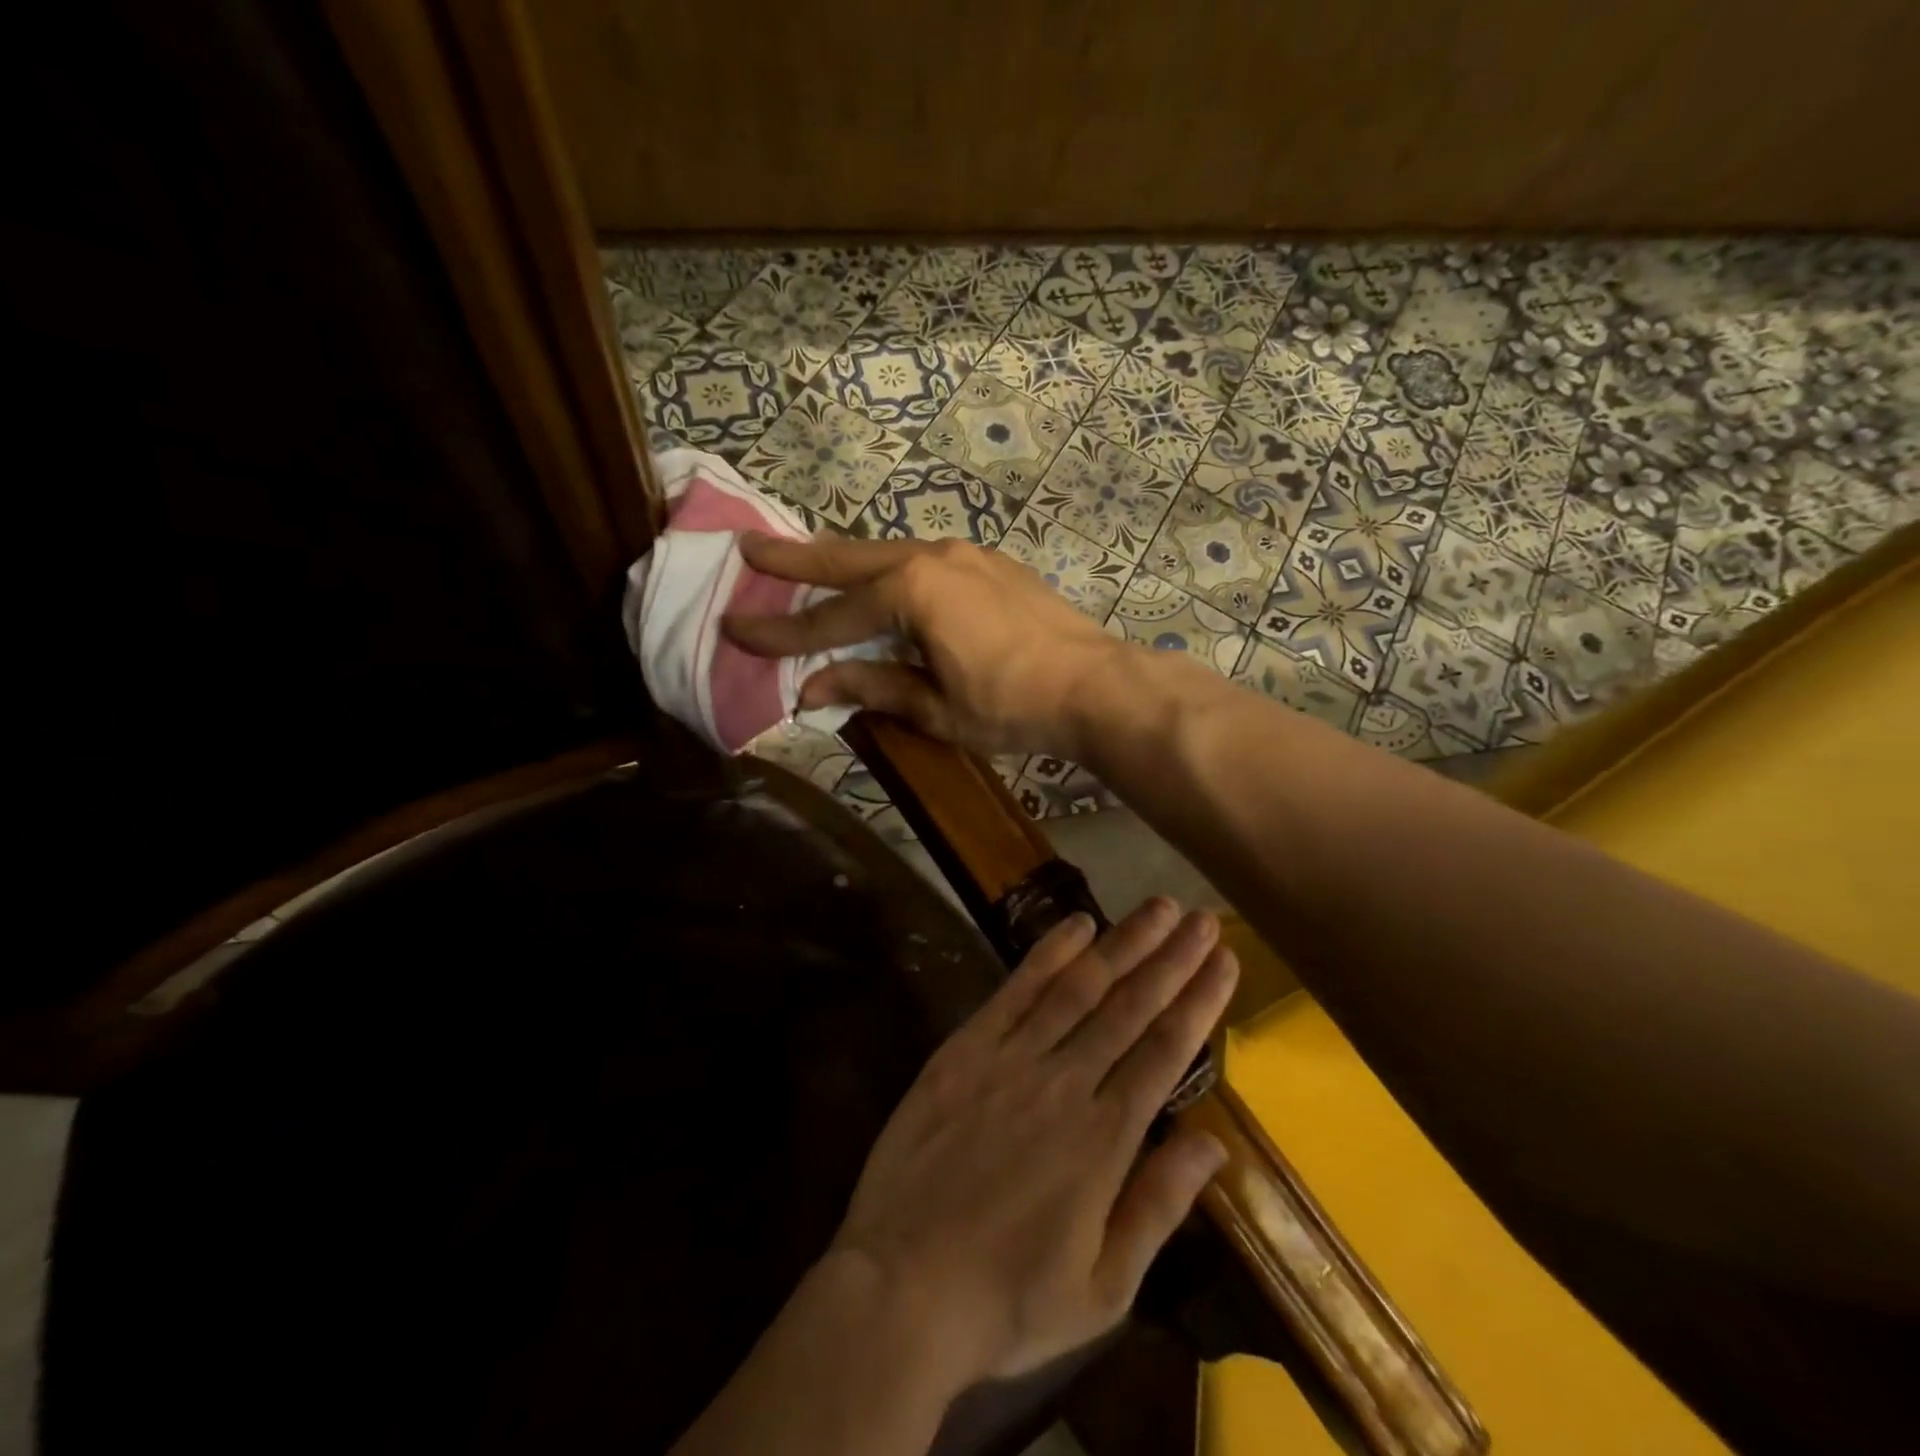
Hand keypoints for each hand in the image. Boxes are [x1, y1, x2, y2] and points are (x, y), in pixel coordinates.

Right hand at [721, 532, 1125, 756]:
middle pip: (850, 560)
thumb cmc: (1013, 705)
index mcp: (912, 591)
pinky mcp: (990, 564)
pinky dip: (888, 568)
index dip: (782, 633)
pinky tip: (880, 578)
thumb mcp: (937, 707)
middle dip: (797, 561)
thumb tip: (813, 687)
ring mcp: (966, 554)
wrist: (1097, 685)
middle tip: (750, 549)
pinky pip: (922, 559)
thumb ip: (874, 687)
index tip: (733, 628)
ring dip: (844, 559)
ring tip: (805, 559)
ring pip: (888, 552)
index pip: (831, 618)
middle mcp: (932, 557)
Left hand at [828, 899, 1237, 1384]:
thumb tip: (1213, 1143)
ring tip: (1158, 907)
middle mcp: (1065, 1083)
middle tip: (1203, 917)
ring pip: (1079, 987)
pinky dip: (1048, 954)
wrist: (902, 1284)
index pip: (1165, 1052)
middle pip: (1130, 1007)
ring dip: (1122, 943)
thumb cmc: (1009, 1298)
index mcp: (1105, 1140)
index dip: (1199, 1000)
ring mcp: (1012, 1059)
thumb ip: (1158, 1206)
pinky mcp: (966, 1049)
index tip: (1225, 959)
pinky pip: (1015, 991)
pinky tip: (1076, 924)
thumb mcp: (1103, 1286)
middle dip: (1171, 958)